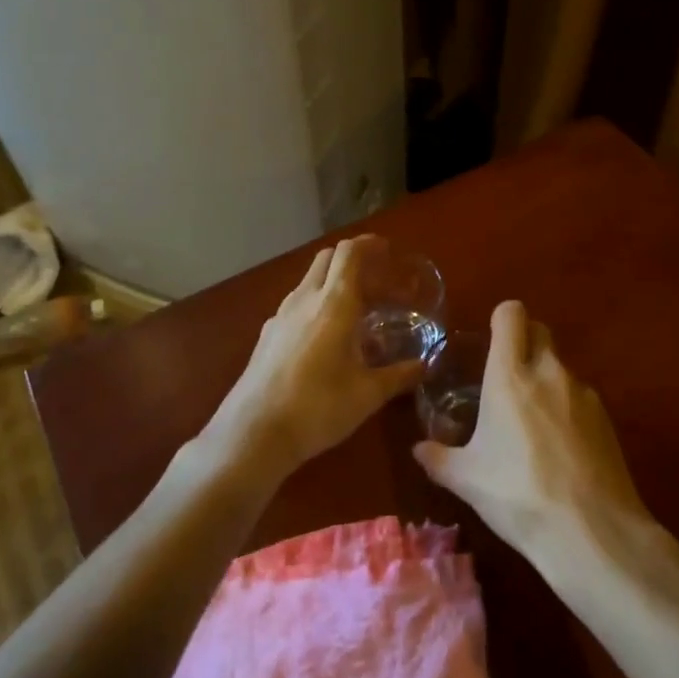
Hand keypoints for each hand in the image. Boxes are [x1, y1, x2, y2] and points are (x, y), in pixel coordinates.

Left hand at [207, 236, 423, 478]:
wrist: (253, 433)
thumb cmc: (318, 407)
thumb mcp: (368, 394)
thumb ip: (399, 375)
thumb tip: (425, 365)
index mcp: (334, 304)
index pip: (349, 253)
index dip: (369, 244)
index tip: (387, 250)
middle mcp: (305, 300)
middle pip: (327, 259)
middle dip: (352, 259)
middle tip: (376, 279)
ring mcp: (281, 316)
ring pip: (309, 281)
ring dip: (333, 282)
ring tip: (356, 309)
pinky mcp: (267, 335)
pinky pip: (296, 304)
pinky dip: (316, 304)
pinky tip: (326, 336)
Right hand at [413, 300, 653, 564]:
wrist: (592, 531)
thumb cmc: (518, 495)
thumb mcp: (467, 480)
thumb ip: (439, 458)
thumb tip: (419, 449)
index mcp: (510, 375)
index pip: (511, 314)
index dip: (501, 319)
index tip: (490, 342)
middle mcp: (549, 372)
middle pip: (540, 331)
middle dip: (524, 342)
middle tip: (506, 377)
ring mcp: (583, 393)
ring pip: (560, 366)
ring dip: (545, 379)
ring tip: (532, 424)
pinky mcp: (607, 418)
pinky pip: (580, 397)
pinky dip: (567, 408)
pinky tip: (560, 449)